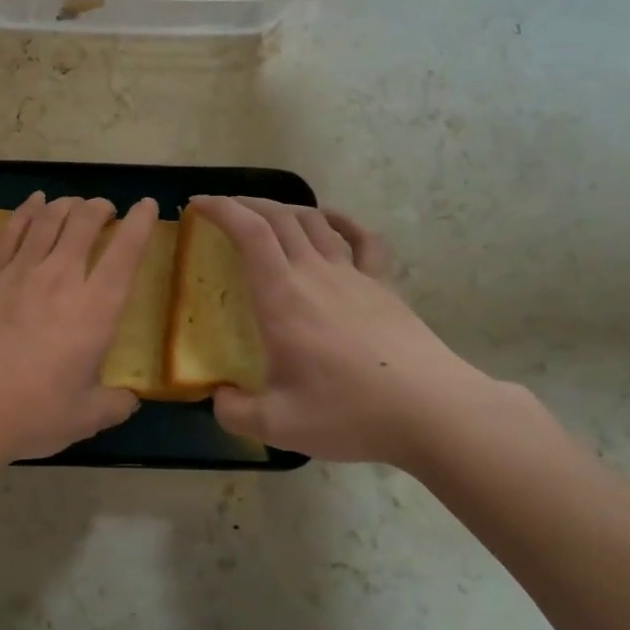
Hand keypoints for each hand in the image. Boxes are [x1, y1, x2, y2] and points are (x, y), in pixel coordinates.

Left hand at [0, 192, 157, 462]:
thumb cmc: (31, 414)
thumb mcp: (85, 418)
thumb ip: (114, 405)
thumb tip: (128, 400)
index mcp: (96, 309)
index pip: (126, 253)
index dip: (140, 223)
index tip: (147, 206)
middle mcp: (61, 278)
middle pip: (84, 222)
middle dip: (100, 208)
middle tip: (106, 209)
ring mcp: (20, 271)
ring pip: (48, 219)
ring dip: (67, 205)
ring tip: (75, 203)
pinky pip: (11, 230)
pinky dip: (27, 210)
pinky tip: (34, 202)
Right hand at [188, 195, 496, 464]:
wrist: (431, 410)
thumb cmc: (349, 411)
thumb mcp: (277, 425)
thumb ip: (234, 412)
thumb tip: (218, 398)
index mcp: (282, 296)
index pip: (249, 232)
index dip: (220, 209)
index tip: (198, 204)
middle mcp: (315, 273)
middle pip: (279, 217)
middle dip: (245, 204)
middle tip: (222, 209)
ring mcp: (354, 275)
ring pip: (315, 222)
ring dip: (285, 209)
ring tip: (266, 215)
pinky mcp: (383, 286)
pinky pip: (363, 239)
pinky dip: (341, 220)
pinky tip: (331, 221)